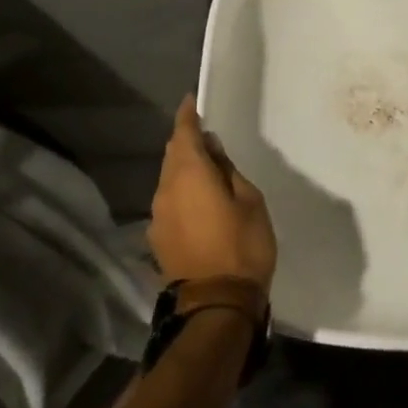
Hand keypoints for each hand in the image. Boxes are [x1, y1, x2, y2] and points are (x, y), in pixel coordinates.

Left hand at [149, 96, 276, 290]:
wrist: (215, 306)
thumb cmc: (242, 246)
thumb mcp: (249, 200)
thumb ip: (227, 170)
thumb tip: (211, 151)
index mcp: (190, 174)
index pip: (183, 133)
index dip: (187, 116)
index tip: (191, 101)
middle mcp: (166, 190)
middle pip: (172, 155)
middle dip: (186, 142)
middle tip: (206, 137)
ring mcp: (158, 217)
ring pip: (168, 179)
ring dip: (184, 169)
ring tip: (206, 171)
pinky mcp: (158, 239)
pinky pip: (168, 202)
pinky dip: (181, 192)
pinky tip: (198, 202)